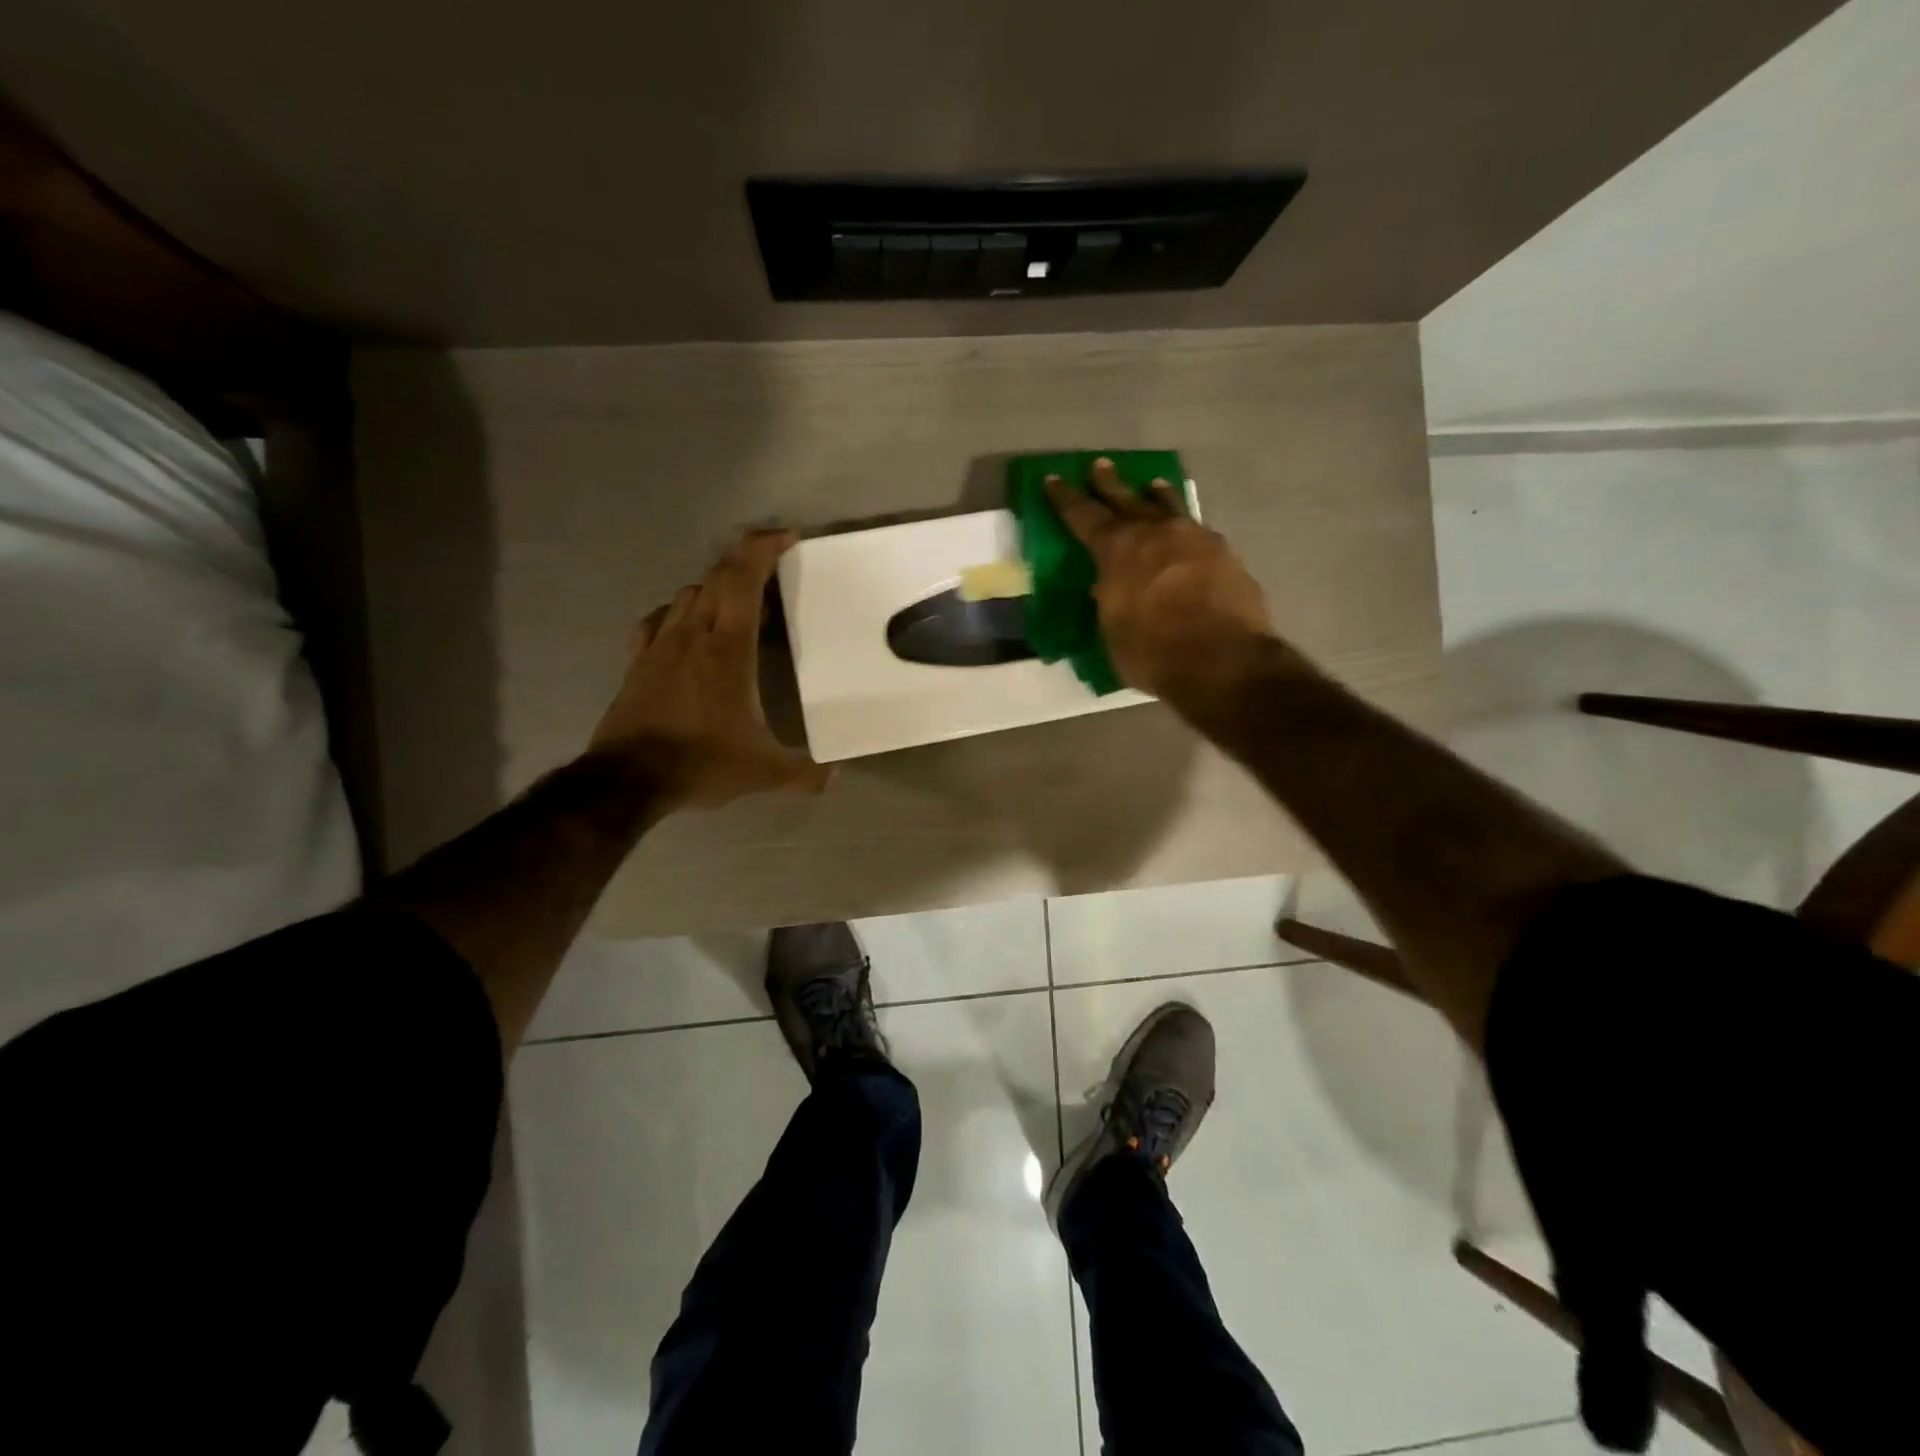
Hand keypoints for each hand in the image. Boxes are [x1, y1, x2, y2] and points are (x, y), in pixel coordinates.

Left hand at [590, 529, 830, 809]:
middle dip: (746, 561)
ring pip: (688, 594)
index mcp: (727, 648)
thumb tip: (834, 778)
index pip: (742, 579)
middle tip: (773, 571)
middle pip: (716, 576)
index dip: (763, 548)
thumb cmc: (700, 762)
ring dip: (716, 590)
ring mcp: (661, 645)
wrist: (626, 779)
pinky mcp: (638, 661)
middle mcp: (693, 635)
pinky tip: (689, 631)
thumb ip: (803, 773)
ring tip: (739, 610)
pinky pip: (660, 620)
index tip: (787, 537)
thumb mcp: (762, 772)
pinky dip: (680, 613)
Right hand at [1045, 459, 1275, 708]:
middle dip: (1109, 484)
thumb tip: (1111, 588)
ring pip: (1170, 508)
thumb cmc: (1153, 652)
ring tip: (1153, 485)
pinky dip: (1187, 527)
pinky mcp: (1225, 554)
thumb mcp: (1113, 630)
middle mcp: (1155, 533)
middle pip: (1127, 500)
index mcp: (1117, 550)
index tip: (1053, 479)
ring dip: (1157, 496)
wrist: (1222, 659)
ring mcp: (1195, 539)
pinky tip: (1189, 531)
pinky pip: (1198, 530)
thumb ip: (1111, 601)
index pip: (1084, 516)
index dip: (1065, 499)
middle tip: (1100, 465)